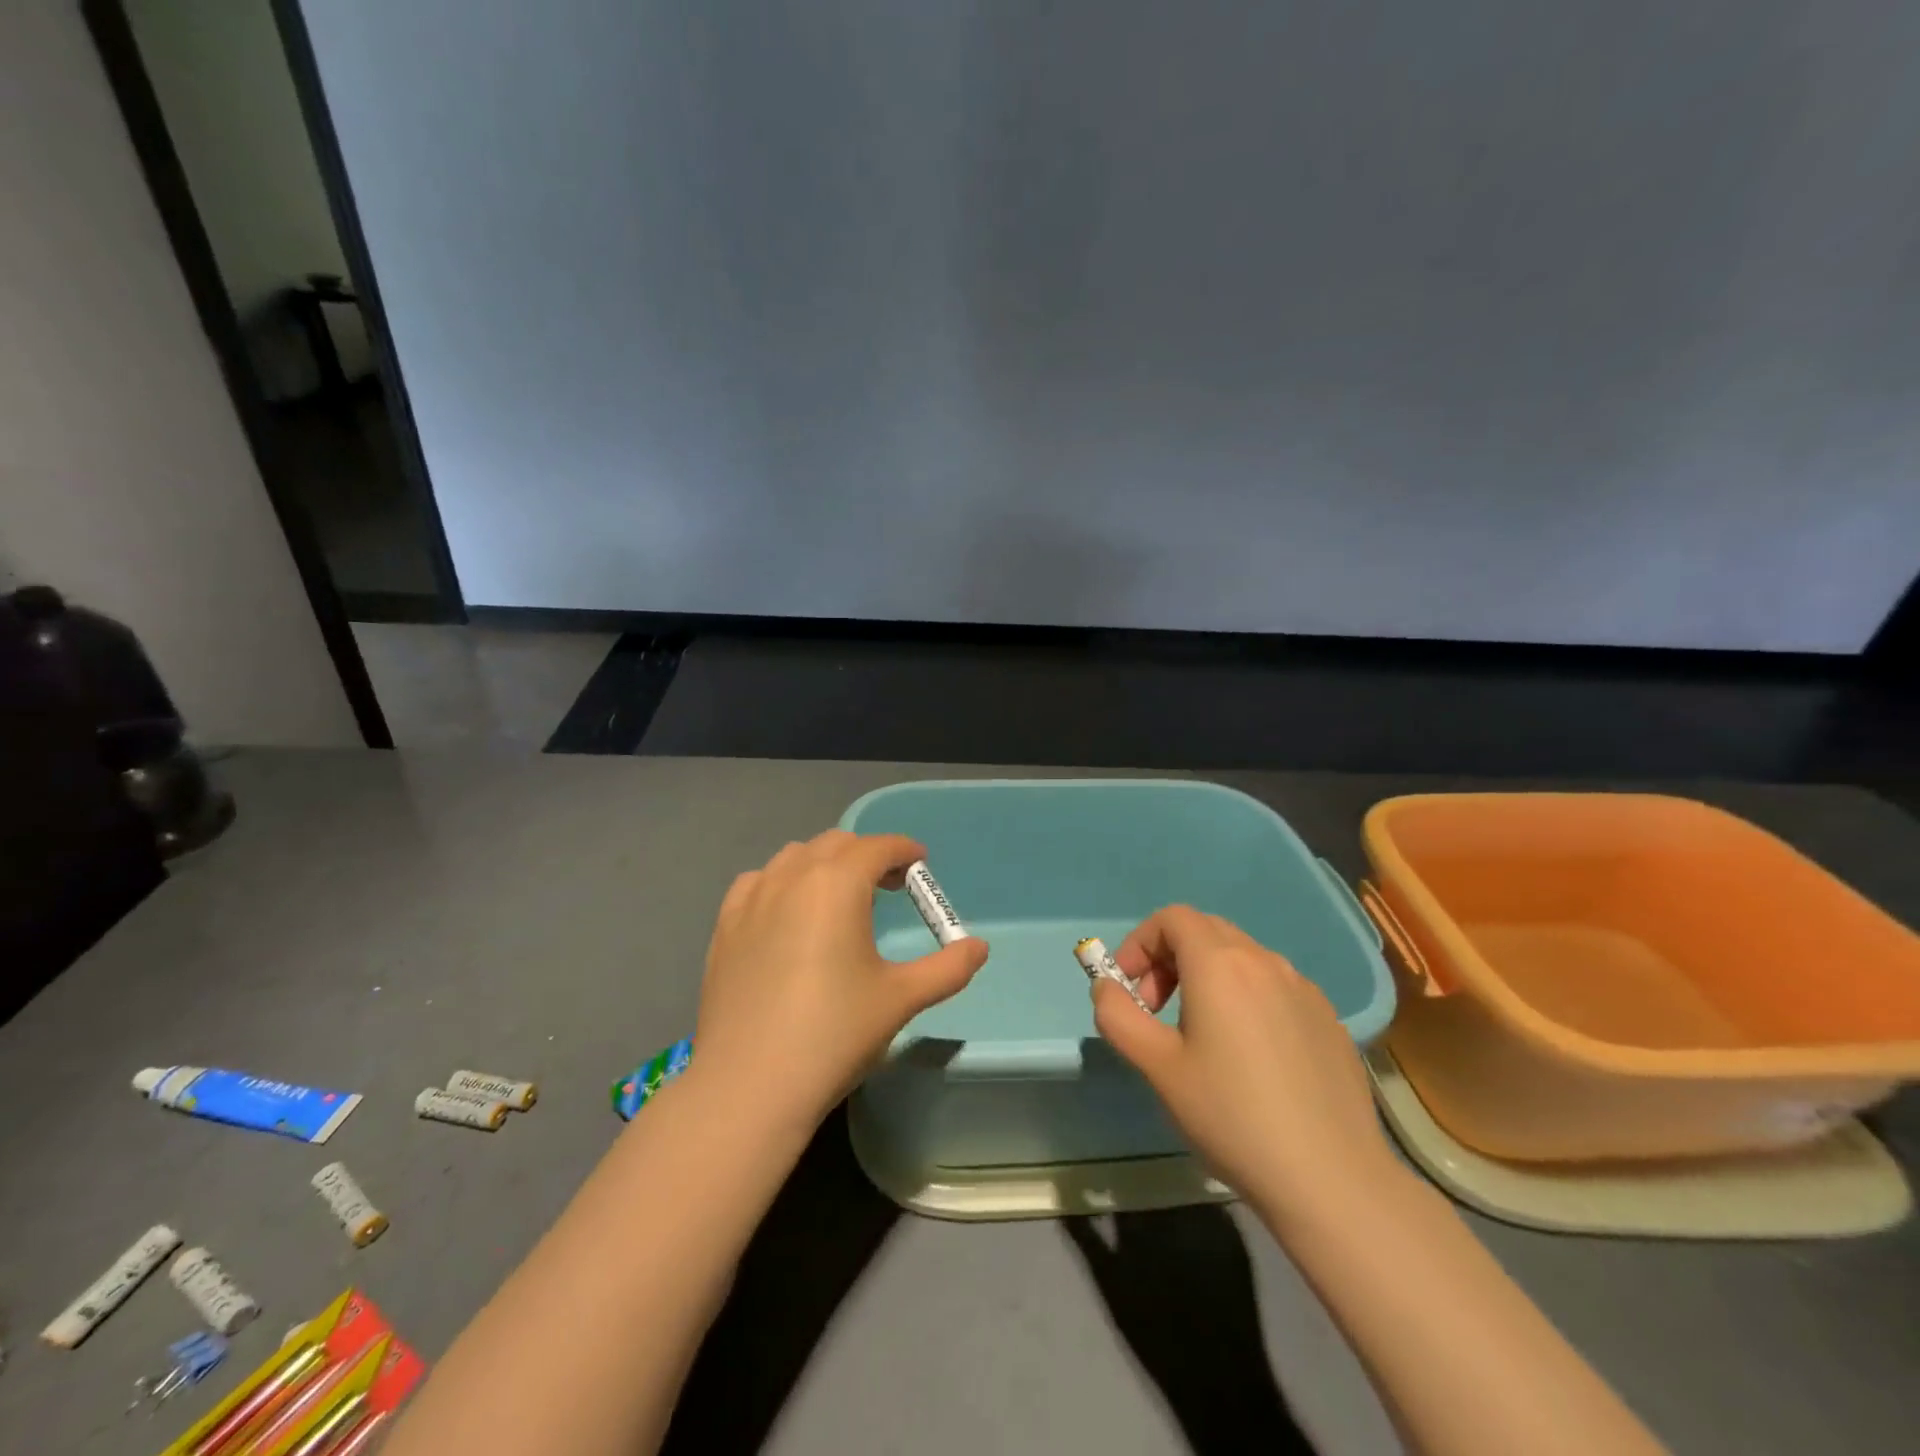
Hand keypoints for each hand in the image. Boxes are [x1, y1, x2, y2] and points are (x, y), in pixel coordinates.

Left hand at [692, 830, 988, 1133]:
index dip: (904, 851)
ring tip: (840, 899)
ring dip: (824, 864)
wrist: (749, 1086)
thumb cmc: (834, 1034)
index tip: (920, 865)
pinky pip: (758, 881)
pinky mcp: (725, 926)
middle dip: (867, 855)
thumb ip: (948, 968)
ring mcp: (752, 899)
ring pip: (795, 856)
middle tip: (889, 887)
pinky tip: (788, 914)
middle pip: (837, 844)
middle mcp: (792, 876)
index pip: (878, 847)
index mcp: (837, 883)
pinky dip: (782, 882)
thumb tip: (979, 948)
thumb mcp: (901, 999)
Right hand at [1092, 906, 1397, 1220]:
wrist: (1331, 1179)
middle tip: (1156, 1009)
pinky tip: (1250, 1056)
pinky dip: (1245, 997)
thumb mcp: (1157, 1067)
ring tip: (1201, 1034)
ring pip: (1241, 957)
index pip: (1171, 918)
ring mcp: (1303, 988)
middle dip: (1169, 958)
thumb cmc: (1231, 1116)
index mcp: (1220, 964)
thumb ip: (1118, 1015)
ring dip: (1207, 976)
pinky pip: (1274, 986)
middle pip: (1205, 930)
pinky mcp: (1328, 1018)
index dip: (1140, 943)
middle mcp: (1264, 961)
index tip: (1129, 989)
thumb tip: (1106, 987)